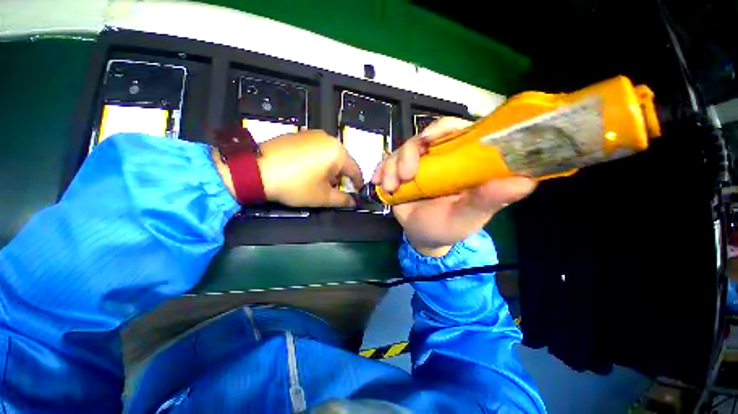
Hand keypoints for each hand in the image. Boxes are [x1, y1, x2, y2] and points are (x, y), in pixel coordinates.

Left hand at [215, 130, 363, 207]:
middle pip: (342, 161)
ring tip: (319, 180)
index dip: (358, 183)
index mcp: (337, 152)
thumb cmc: (295, 185)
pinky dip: (318, 160)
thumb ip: (342, 200)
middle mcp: (328, 139)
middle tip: (334, 188)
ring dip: (330, 168)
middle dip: (341, 176)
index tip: (357, 191)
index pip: (355, 170)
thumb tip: (353, 202)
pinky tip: (306, 170)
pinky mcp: (299, 134)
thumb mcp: (322, 197)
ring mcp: (312, 134)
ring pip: (329, 154)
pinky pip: (316, 149)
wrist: (255, 170)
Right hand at [372, 117, 535, 256]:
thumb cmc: (450, 227)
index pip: (457, 131)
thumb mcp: (469, 216)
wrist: (424, 237)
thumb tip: (526, 181)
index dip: (443, 129)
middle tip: (405, 175)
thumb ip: (490, 200)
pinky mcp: (400, 173)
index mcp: (462, 163)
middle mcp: (441, 158)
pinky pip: (387, 162)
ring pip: (402, 150)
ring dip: (392, 166)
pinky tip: (378, 183)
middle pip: (424, 138)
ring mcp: (418, 165)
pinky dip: (380, 170)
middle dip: (409, 152)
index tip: (428, 140)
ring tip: (391, 187)